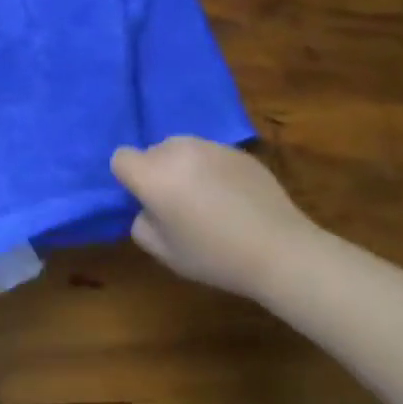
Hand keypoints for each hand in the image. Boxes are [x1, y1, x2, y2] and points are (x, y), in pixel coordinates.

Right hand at [111, 137, 324, 301]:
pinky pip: (211, 154)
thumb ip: (141, 224)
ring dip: (184, 167)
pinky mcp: (238, 151)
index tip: (148, 201)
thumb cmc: (215, 256)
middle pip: (152, 151)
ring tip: (207, 197)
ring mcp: (210, 147)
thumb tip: (148, 208)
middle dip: (158, 171)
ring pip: (182, 149)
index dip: (130, 179)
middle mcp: (177, 151)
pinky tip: (233, 197)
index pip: (121, 158)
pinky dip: (212, 169)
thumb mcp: (164, 252)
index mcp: (153, 175)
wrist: (281, 251)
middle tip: (178, 203)